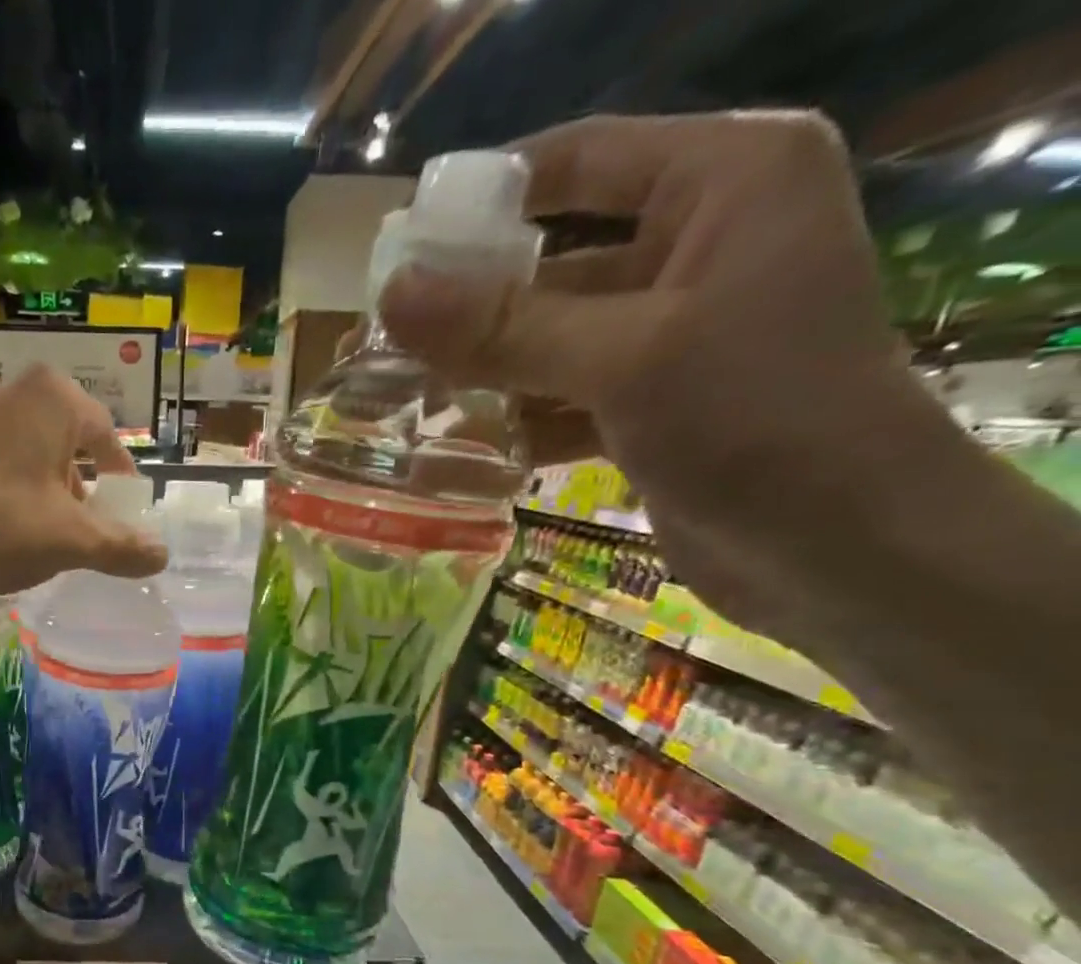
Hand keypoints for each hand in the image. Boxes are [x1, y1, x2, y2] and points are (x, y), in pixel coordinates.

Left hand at [0, 365, 166, 599]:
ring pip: (21, 449)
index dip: (120, 481)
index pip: (106, 438)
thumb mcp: (72, 542)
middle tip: (78, 529)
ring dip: (38, 487)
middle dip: (77, 486)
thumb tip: (161, 554)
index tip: (122, 515)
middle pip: (63, 441)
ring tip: (32, 533)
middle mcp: (8, 387)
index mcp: (52, 398)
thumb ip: (122, 546)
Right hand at [380, 110, 929, 641]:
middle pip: (554, 260)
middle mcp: (699, 242)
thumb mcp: (623, 358)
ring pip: (550, 337)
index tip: (401, 247)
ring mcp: (673, 330)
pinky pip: (563, 394)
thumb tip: (392, 295)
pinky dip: (517, 420)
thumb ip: (503, 327)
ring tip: (402, 401)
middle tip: (382, 343)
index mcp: (724, 180)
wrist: (841, 544)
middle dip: (471, 307)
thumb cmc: (756, 418)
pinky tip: (461, 447)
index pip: (579, 160)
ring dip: (484, 374)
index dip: (485, 198)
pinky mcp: (652, 402)